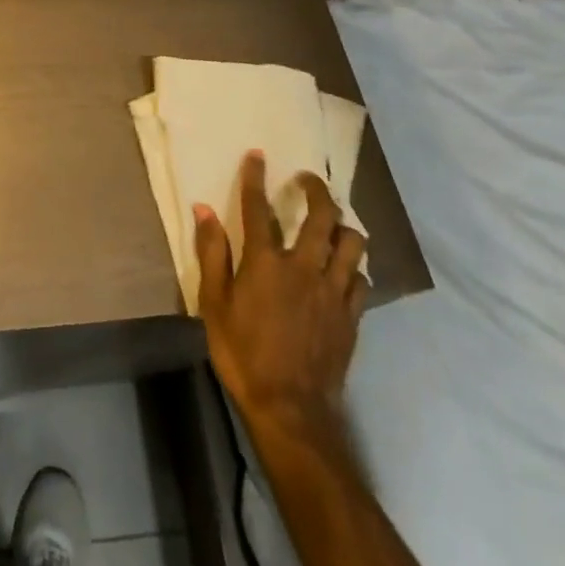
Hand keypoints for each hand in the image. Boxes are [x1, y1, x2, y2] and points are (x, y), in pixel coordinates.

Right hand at [194, 150, 367, 439]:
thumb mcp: (213, 304)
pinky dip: (352, 266)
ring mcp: (333, 291)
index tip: (257, 155)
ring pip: (352, 243)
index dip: (256, 177)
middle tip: (308, 180)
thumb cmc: (243, 354)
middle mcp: (304, 267)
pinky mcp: (351, 316)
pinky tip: (343, 269)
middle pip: (322, 216)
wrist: (290, 410)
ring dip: (342, 225)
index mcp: (266, 263)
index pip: (257, 207)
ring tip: (332, 223)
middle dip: (317, 190)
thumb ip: (212, 253)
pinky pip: (361, 278)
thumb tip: (203, 209)